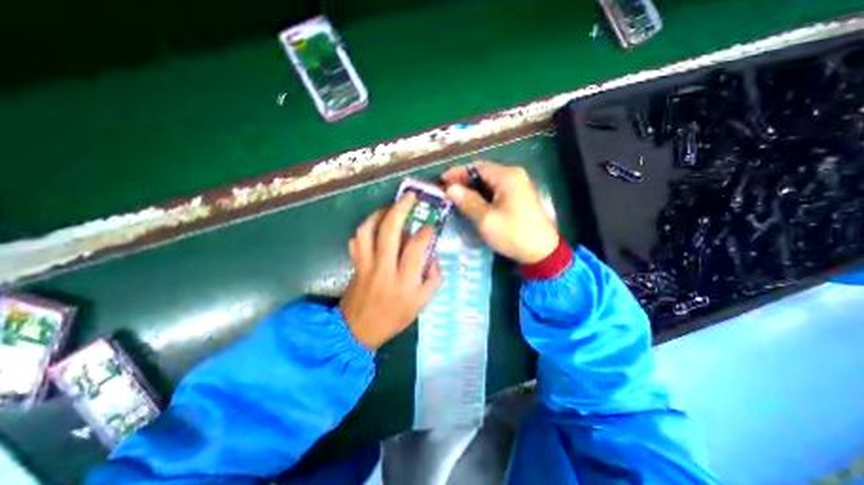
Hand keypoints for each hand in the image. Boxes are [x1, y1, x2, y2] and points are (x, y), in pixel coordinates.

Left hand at [341, 192, 440, 349]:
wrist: (358, 330)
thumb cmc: (394, 317)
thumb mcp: (422, 304)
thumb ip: (433, 279)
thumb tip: (433, 256)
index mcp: (404, 280)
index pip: (416, 247)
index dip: (426, 231)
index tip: (430, 225)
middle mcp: (384, 268)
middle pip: (390, 231)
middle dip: (401, 208)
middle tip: (410, 196)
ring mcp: (366, 264)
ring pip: (368, 230)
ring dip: (380, 214)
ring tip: (391, 207)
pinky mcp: (355, 263)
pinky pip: (356, 239)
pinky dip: (365, 227)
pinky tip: (375, 225)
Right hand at [439, 162, 560, 262]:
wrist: (541, 251)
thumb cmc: (513, 233)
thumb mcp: (486, 219)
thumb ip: (467, 201)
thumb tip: (450, 189)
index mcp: (507, 176)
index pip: (476, 167)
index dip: (457, 173)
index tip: (441, 181)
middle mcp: (513, 175)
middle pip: (483, 172)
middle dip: (464, 181)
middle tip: (447, 191)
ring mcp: (518, 184)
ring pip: (489, 181)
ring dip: (472, 188)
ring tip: (456, 197)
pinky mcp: (519, 195)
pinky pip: (496, 189)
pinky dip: (482, 194)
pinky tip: (473, 202)